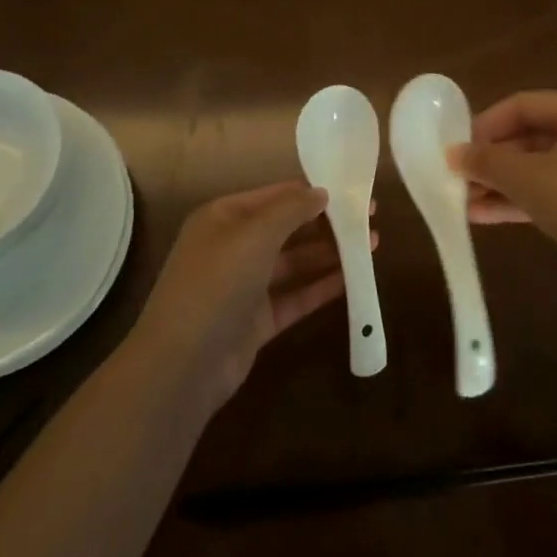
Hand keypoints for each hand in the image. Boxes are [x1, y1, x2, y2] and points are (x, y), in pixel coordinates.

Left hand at [133, 181, 353, 412]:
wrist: (184, 363)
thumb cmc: (217, 282)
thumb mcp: (255, 234)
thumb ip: (291, 209)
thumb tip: (321, 193)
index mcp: (224, 217)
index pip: (276, 196)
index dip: (314, 193)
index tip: (353, 193)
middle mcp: (233, 246)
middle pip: (287, 228)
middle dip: (326, 224)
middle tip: (370, 220)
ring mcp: (244, 285)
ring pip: (294, 263)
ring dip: (330, 254)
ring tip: (372, 247)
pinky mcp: (256, 320)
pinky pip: (294, 296)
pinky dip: (321, 288)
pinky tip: (352, 281)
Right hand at [449, 90, 556, 309]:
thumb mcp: (530, 179)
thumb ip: (487, 161)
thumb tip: (452, 152)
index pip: (523, 104)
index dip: (485, 125)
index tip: (455, 150)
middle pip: (530, 135)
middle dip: (491, 159)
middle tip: (456, 178)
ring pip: (538, 167)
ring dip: (500, 183)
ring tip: (462, 201)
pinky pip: (550, 192)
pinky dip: (519, 200)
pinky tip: (483, 216)